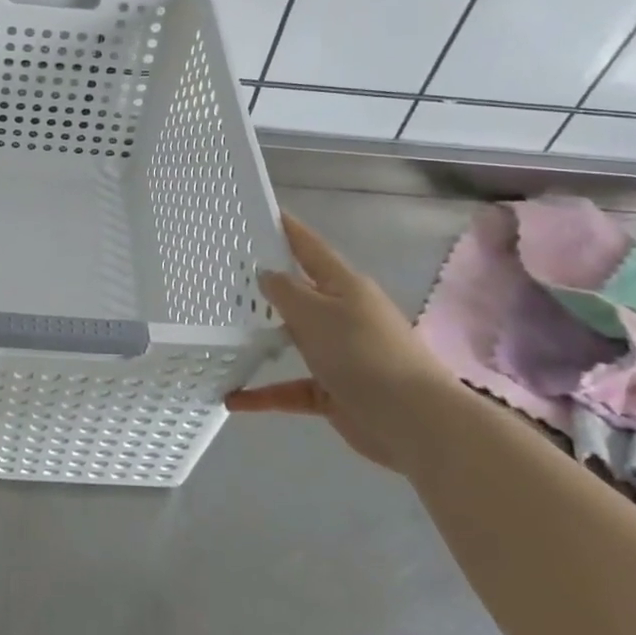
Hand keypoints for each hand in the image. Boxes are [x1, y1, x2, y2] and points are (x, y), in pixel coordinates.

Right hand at [228, 214, 459, 474]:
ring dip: (262, 341)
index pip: (309, 248)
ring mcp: (339, 354)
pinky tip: (233, 398)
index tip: (259, 213)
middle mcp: (342, 314)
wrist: (413, 421)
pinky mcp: (334, 391)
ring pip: (293, 340)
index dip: (287, 229)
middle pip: (299, 294)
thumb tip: (266, 274)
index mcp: (343, 285)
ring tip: (222, 334)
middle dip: (265, 287)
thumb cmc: (362, 353)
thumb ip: (285, 291)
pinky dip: (265, 393)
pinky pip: (292, 388)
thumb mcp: (316, 313)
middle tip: (223, 276)